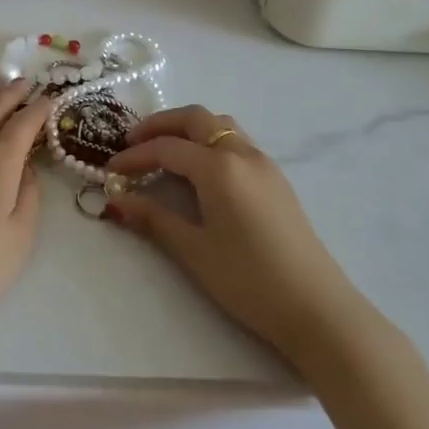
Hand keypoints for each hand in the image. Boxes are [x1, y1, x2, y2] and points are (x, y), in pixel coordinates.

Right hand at [104, 105, 353, 360]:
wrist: (318, 310)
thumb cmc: (250, 280)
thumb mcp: (194, 251)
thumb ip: (154, 218)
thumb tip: (116, 200)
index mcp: (219, 166)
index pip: (167, 148)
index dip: (134, 156)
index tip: (110, 171)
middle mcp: (242, 153)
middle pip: (194, 119)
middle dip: (160, 125)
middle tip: (132, 143)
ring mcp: (263, 163)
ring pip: (219, 125)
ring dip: (187, 128)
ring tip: (164, 150)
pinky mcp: (276, 179)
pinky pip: (235, 141)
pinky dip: (209, 141)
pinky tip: (199, 169)